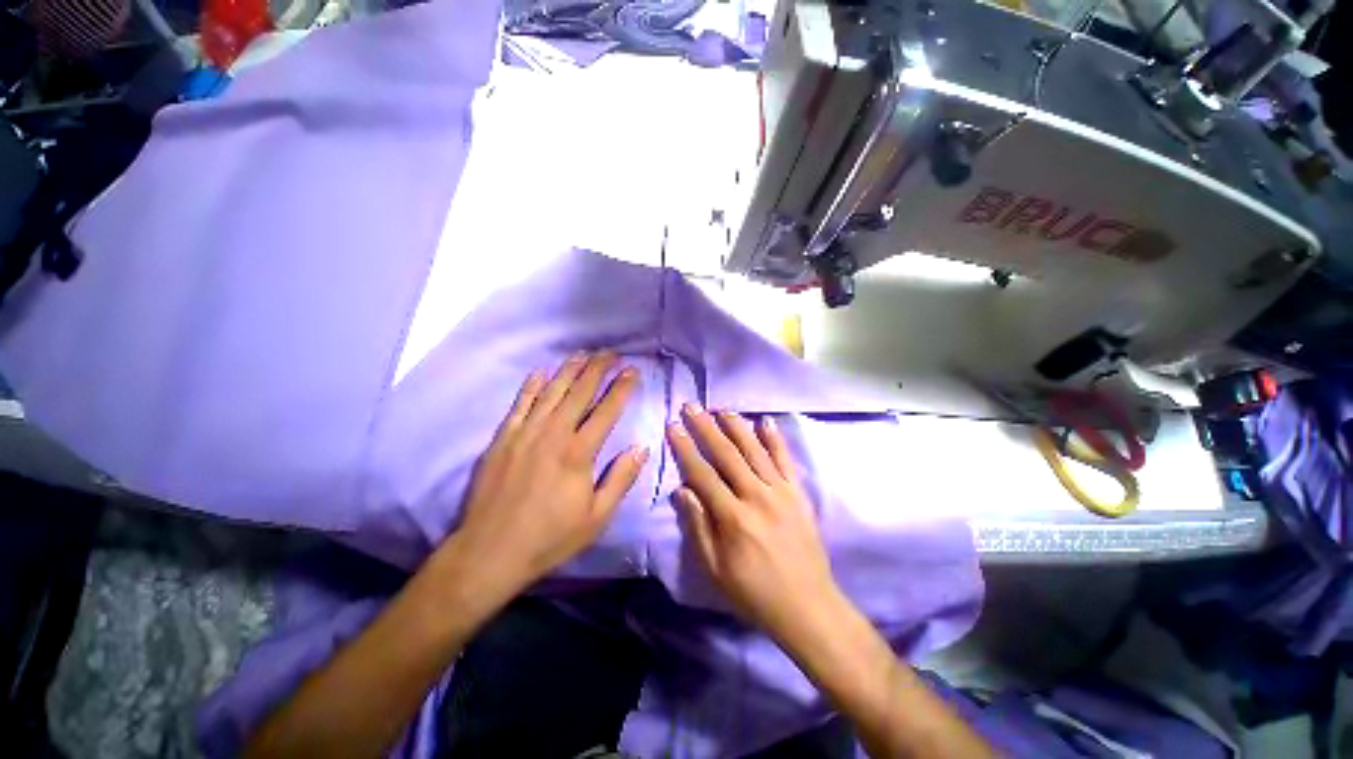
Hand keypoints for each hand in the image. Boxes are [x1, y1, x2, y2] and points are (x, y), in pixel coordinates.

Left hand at [446, 353, 647, 597]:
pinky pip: (520, 403)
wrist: (490, 552)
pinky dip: (531, 385)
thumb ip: (621, 479)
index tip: (632, 370)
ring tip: (583, 354)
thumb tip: (641, 448)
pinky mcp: (502, 438)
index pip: (607, 410)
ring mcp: (525, 432)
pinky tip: (540, 371)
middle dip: (598, 368)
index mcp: (578, 452)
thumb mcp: (597, 517)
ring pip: (551, 391)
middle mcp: (553, 433)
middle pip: (580, 392)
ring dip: (569, 369)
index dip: (622, 388)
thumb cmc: (550, 537)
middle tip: (610, 352)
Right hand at [667, 404, 844, 645]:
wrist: (807, 607)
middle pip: (727, 453)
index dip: (685, 447)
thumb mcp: (715, 570)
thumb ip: (697, 526)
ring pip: (755, 449)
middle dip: (706, 427)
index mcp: (732, 517)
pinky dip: (775, 439)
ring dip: (737, 425)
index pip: (702, 473)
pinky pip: (786, 460)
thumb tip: (682, 489)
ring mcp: (781, 492)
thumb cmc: (754, 593)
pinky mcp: (798, 494)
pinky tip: (766, 421)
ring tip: (721, 408)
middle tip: (692, 406)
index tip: (673, 426)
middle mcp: (756, 496)